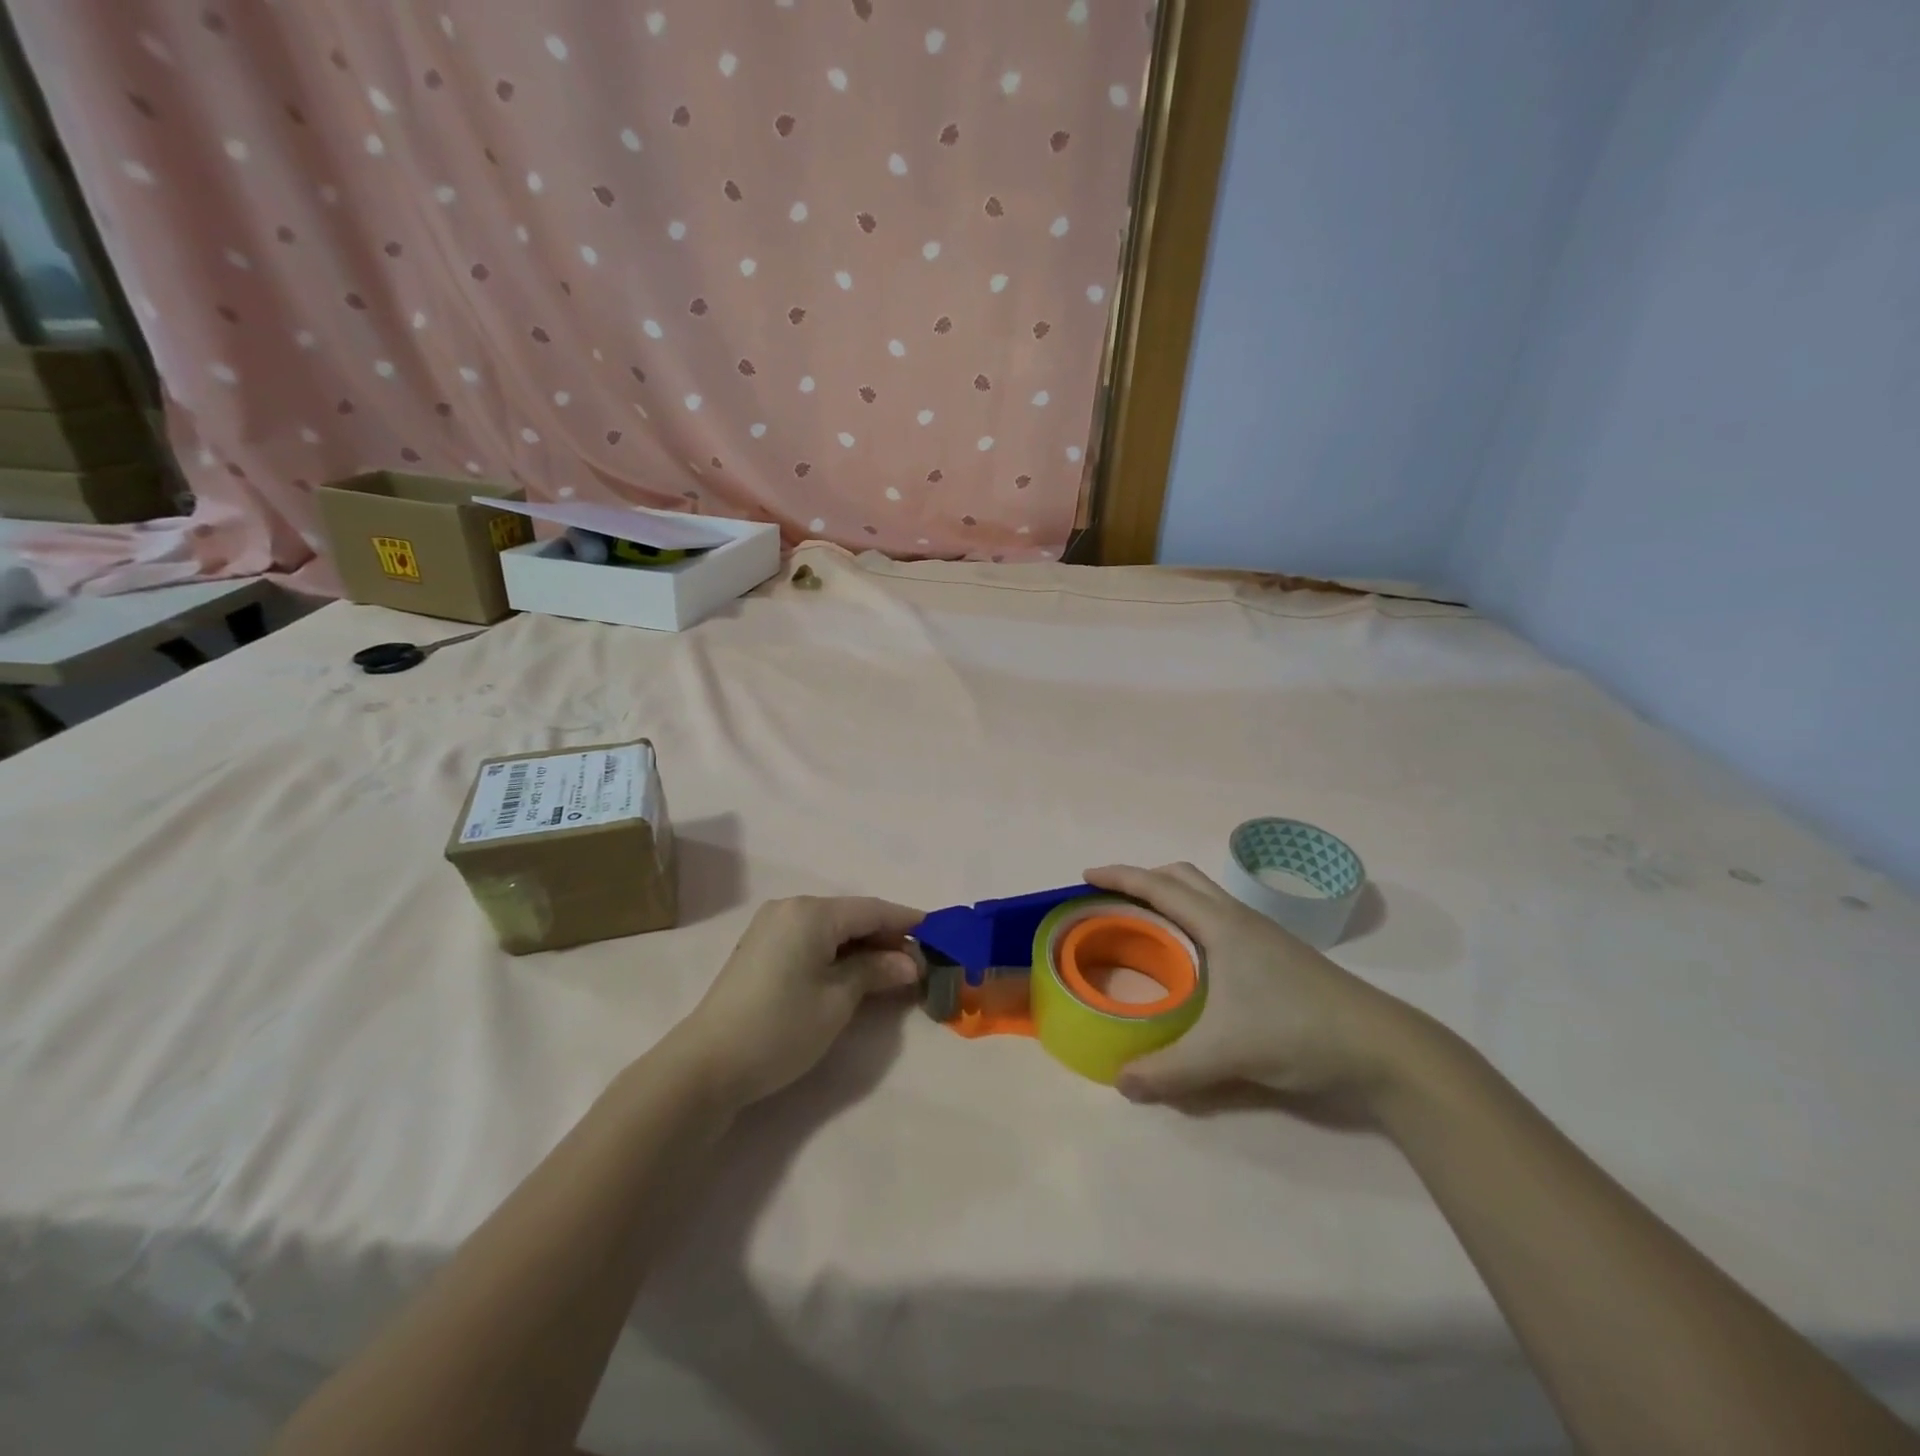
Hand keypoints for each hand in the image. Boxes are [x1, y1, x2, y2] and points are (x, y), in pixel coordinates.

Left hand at [673, 895, 923, 1109]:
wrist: (706, 1065)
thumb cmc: (780, 1028)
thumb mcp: (838, 1000)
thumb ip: (876, 971)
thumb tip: (910, 962)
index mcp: (811, 913)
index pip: (872, 909)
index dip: (907, 922)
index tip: (940, 934)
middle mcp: (790, 908)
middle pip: (852, 916)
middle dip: (886, 937)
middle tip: (919, 964)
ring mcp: (772, 927)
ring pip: (832, 928)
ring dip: (863, 946)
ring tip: (893, 972)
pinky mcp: (761, 948)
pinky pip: (811, 939)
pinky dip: (838, 953)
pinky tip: (856, 973)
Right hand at [1086, 864, 1434, 1109]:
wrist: (1383, 1048)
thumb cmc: (1297, 1030)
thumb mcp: (1224, 1053)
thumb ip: (1168, 1070)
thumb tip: (1121, 1083)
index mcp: (1222, 925)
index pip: (1160, 886)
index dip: (1120, 876)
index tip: (1086, 876)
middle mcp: (1240, 919)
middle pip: (1183, 879)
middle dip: (1144, 880)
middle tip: (1113, 900)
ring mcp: (1264, 937)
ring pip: (1207, 898)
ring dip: (1172, 899)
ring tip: (1147, 927)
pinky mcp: (1279, 957)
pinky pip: (1221, 921)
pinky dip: (1193, 922)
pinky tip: (1194, 960)